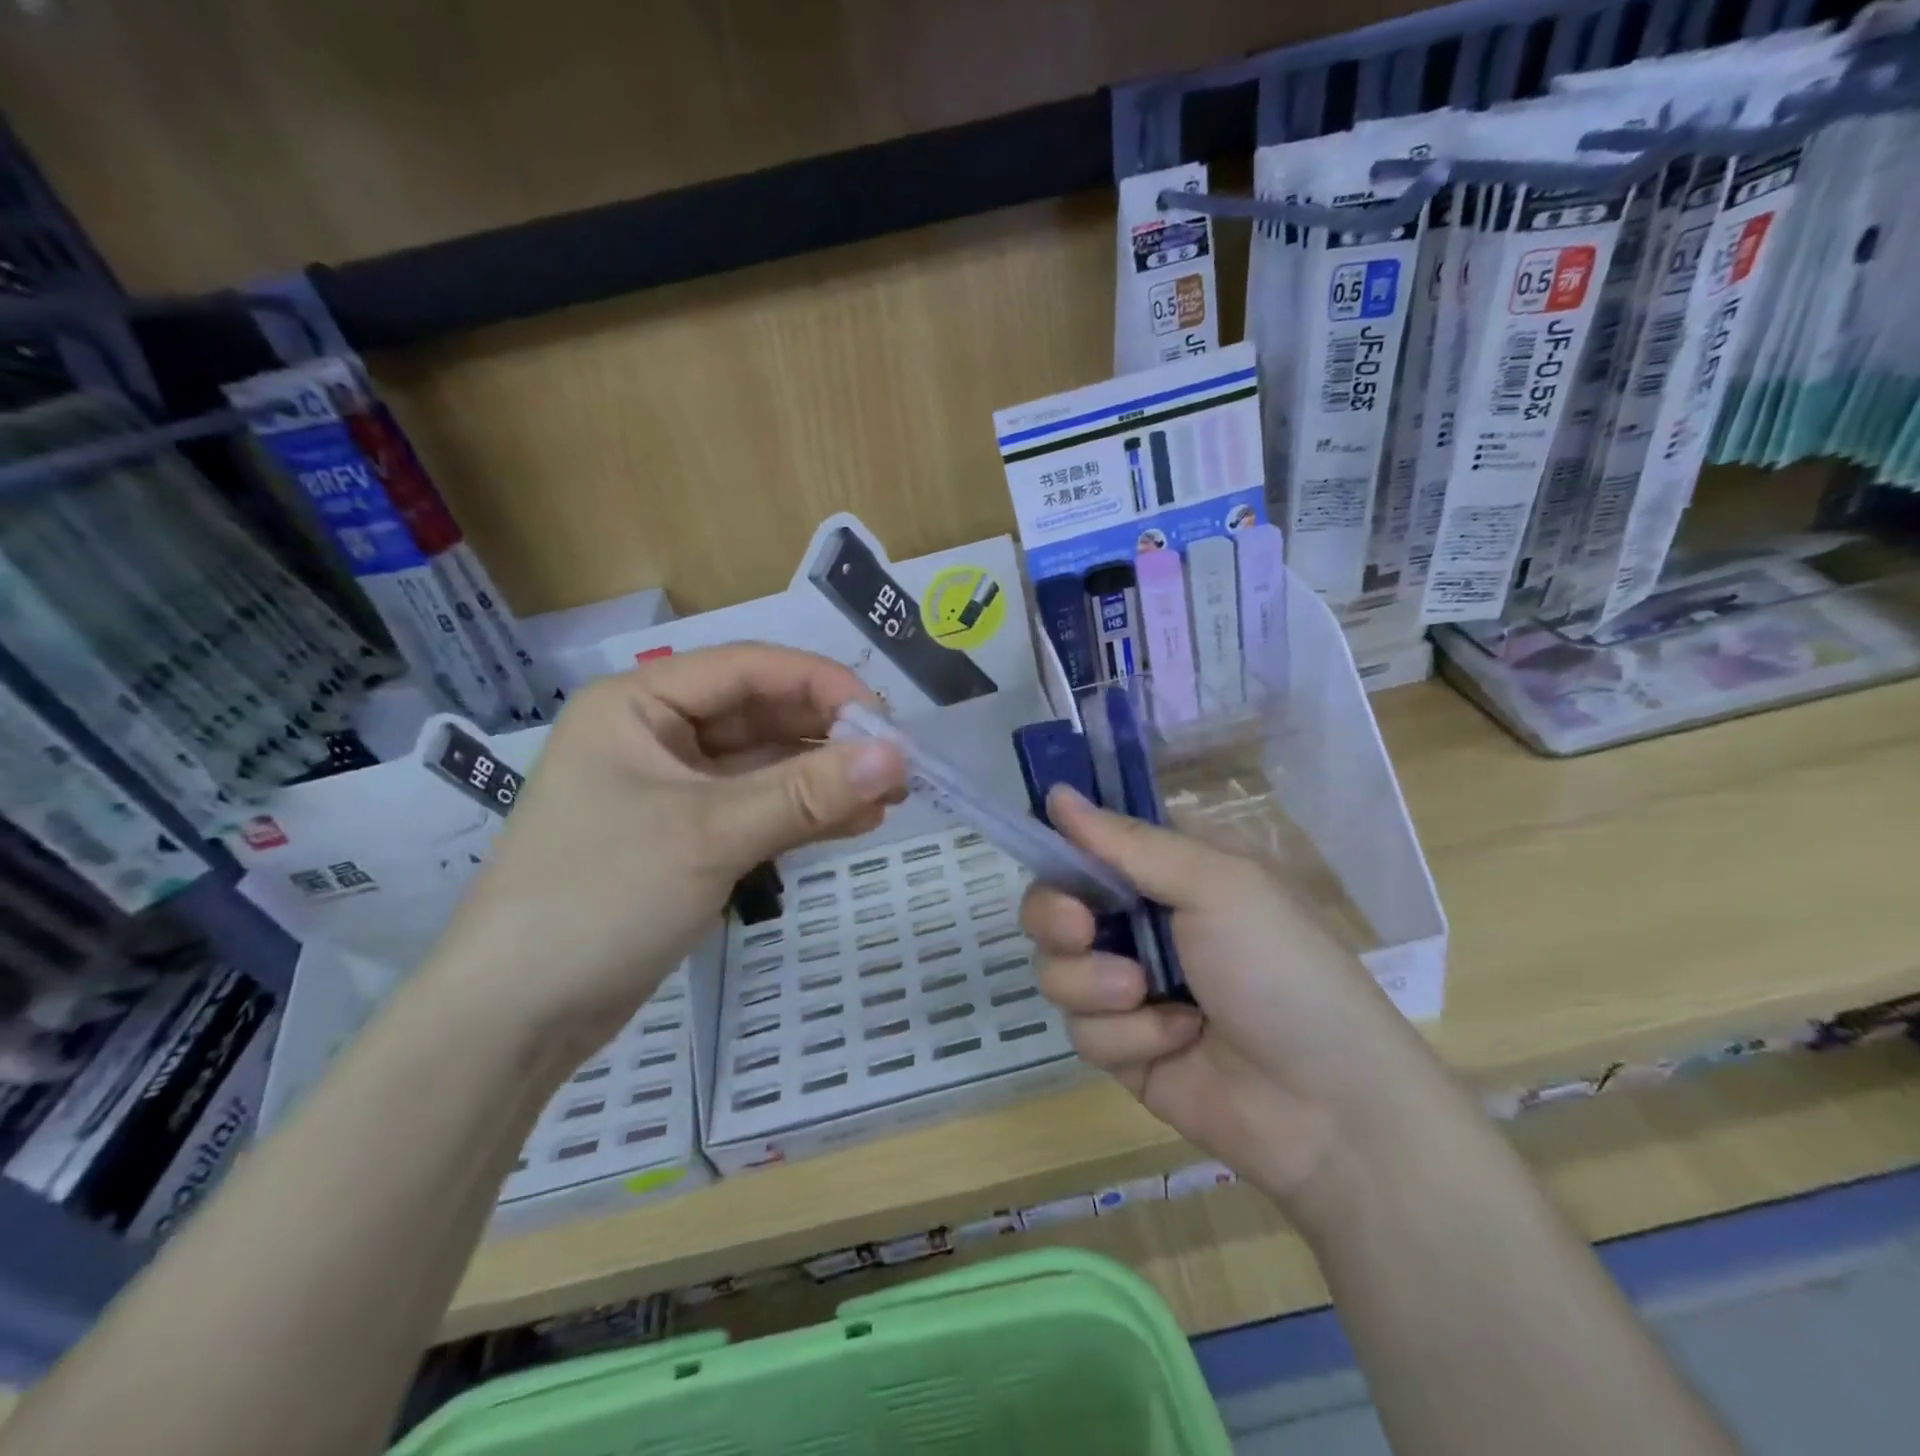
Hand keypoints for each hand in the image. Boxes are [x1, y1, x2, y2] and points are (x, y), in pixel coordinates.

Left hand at [428, 645, 905, 1052]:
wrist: (515, 1017)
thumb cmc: (599, 898)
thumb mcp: (710, 835)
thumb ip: (807, 793)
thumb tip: (899, 757)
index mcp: (639, 704)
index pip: (748, 669)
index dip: (823, 685)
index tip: (886, 721)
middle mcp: (655, 734)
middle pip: (760, 714)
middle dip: (830, 736)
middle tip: (897, 765)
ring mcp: (672, 788)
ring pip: (765, 765)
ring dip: (824, 777)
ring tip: (890, 797)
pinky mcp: (686, 836)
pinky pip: (757, 808)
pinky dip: (803, 814)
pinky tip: (855, 823)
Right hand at [1022, 787, 1450, 1223]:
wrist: (1327, 1104)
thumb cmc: (1279, 968)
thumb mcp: (1216, 884)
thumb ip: (1128, 842)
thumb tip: (1056, 793)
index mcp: (1168, 874)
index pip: (1089, 847)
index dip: (1062, 852)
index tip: (1054, 861)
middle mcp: (1141, 924)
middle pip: (1054, 907)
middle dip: (1057, 920)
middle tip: (1081, 930)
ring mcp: (1128, 989)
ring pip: (1057, 970)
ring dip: (1096, 984)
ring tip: (1146, 996)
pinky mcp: (1123, 1047)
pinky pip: (1083, 1030)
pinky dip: (1127, 1035)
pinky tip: (1178, 1041)